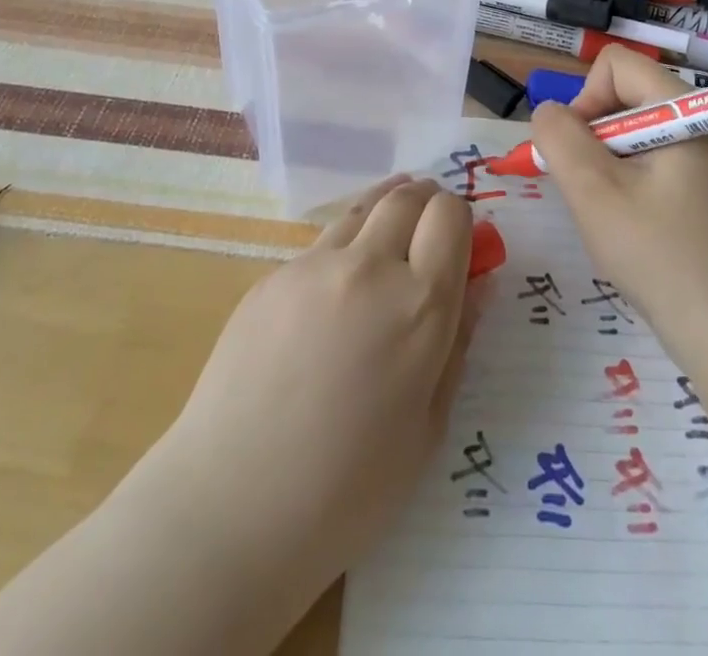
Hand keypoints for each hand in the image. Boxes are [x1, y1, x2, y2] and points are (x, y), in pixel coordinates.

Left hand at [132, 176, 473, 621]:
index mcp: (420, 305)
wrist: (230, 510)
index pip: (451, 215)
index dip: (460, 221)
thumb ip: (457, 344)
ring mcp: (314, 266)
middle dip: (426, 202)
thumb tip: (477, 286)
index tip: (458, 245)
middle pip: (407, 197)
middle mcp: (370, 266)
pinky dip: (343, 250)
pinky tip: (333, 295)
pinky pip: (321, 246)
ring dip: (384, 213)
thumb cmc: (347, 491)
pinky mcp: (271, 277)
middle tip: (427, 231)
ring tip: (387, 240)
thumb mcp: (428, 429)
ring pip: (362, 209)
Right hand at [530, 48, 707, 374]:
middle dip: (593, 135)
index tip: (577, 154)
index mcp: (686, 110)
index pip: (617, 65)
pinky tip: (633, 228)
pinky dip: (630, 183)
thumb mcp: (596, 193)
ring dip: (609, 164)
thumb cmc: (662, 258)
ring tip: (611, 215)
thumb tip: (549, 114)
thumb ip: (561, 139)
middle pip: (627, 96)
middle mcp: (703, 123)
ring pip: (637, 133)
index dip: (584, 99)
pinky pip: (655, 162)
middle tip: (588, 191)